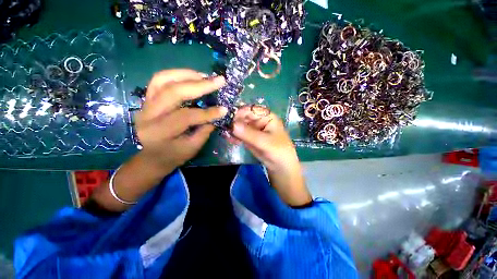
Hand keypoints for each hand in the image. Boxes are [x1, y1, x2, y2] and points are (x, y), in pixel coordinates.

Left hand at [135, 69, 226, 169]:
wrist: (152, 157)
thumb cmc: (173, 155)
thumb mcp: (192, 148)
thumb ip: (204, 130)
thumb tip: (217, 113)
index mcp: (160, 132)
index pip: (186, 116)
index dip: (207, 113)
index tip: (224, 109)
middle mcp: (148, 115)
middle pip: (173, 92)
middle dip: (199, 85)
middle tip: (219, 81)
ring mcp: (145, 104)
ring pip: (163, 79)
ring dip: (187, 75)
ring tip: (205, 76)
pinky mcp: (147, 99)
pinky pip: (159, 80)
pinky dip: (177, 75)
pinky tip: (192, 77)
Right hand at [231, 106, 311, 206]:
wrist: (281, 167)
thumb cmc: (278, 152)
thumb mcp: (264, 142)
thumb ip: (248, 133)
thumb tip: (232, 125)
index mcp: (267, 117)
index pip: (251, 109)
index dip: (240, 112)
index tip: (229, 119)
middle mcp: (260, 121)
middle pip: (244, 117)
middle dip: (234, 122)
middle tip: (225, 128)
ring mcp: (254, 130)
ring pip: (241, 126)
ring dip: (233, 129)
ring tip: (226, 135)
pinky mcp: (250, 138)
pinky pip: (241, 134)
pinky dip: (235, 136)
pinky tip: (230, 139)